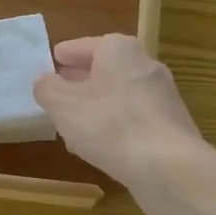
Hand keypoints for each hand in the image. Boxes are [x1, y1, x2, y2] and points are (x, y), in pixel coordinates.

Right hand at [33, 35, 206, 196]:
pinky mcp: (170, 125)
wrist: (169, 168)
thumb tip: (45, 81)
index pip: (79, 47)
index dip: (60, 59)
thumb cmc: (109, 125)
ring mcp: (162, 95)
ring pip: (117, 96)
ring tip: (72, 130)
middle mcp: (144, 64)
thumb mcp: (63, 105)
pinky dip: (114, 127)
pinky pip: (132, 119)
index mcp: (118, 49)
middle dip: (78, 85)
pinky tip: (99, 148)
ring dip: (95, 109)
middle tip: (55, 99)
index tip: (46, 70)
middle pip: (101, 70)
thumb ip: (47, 88)